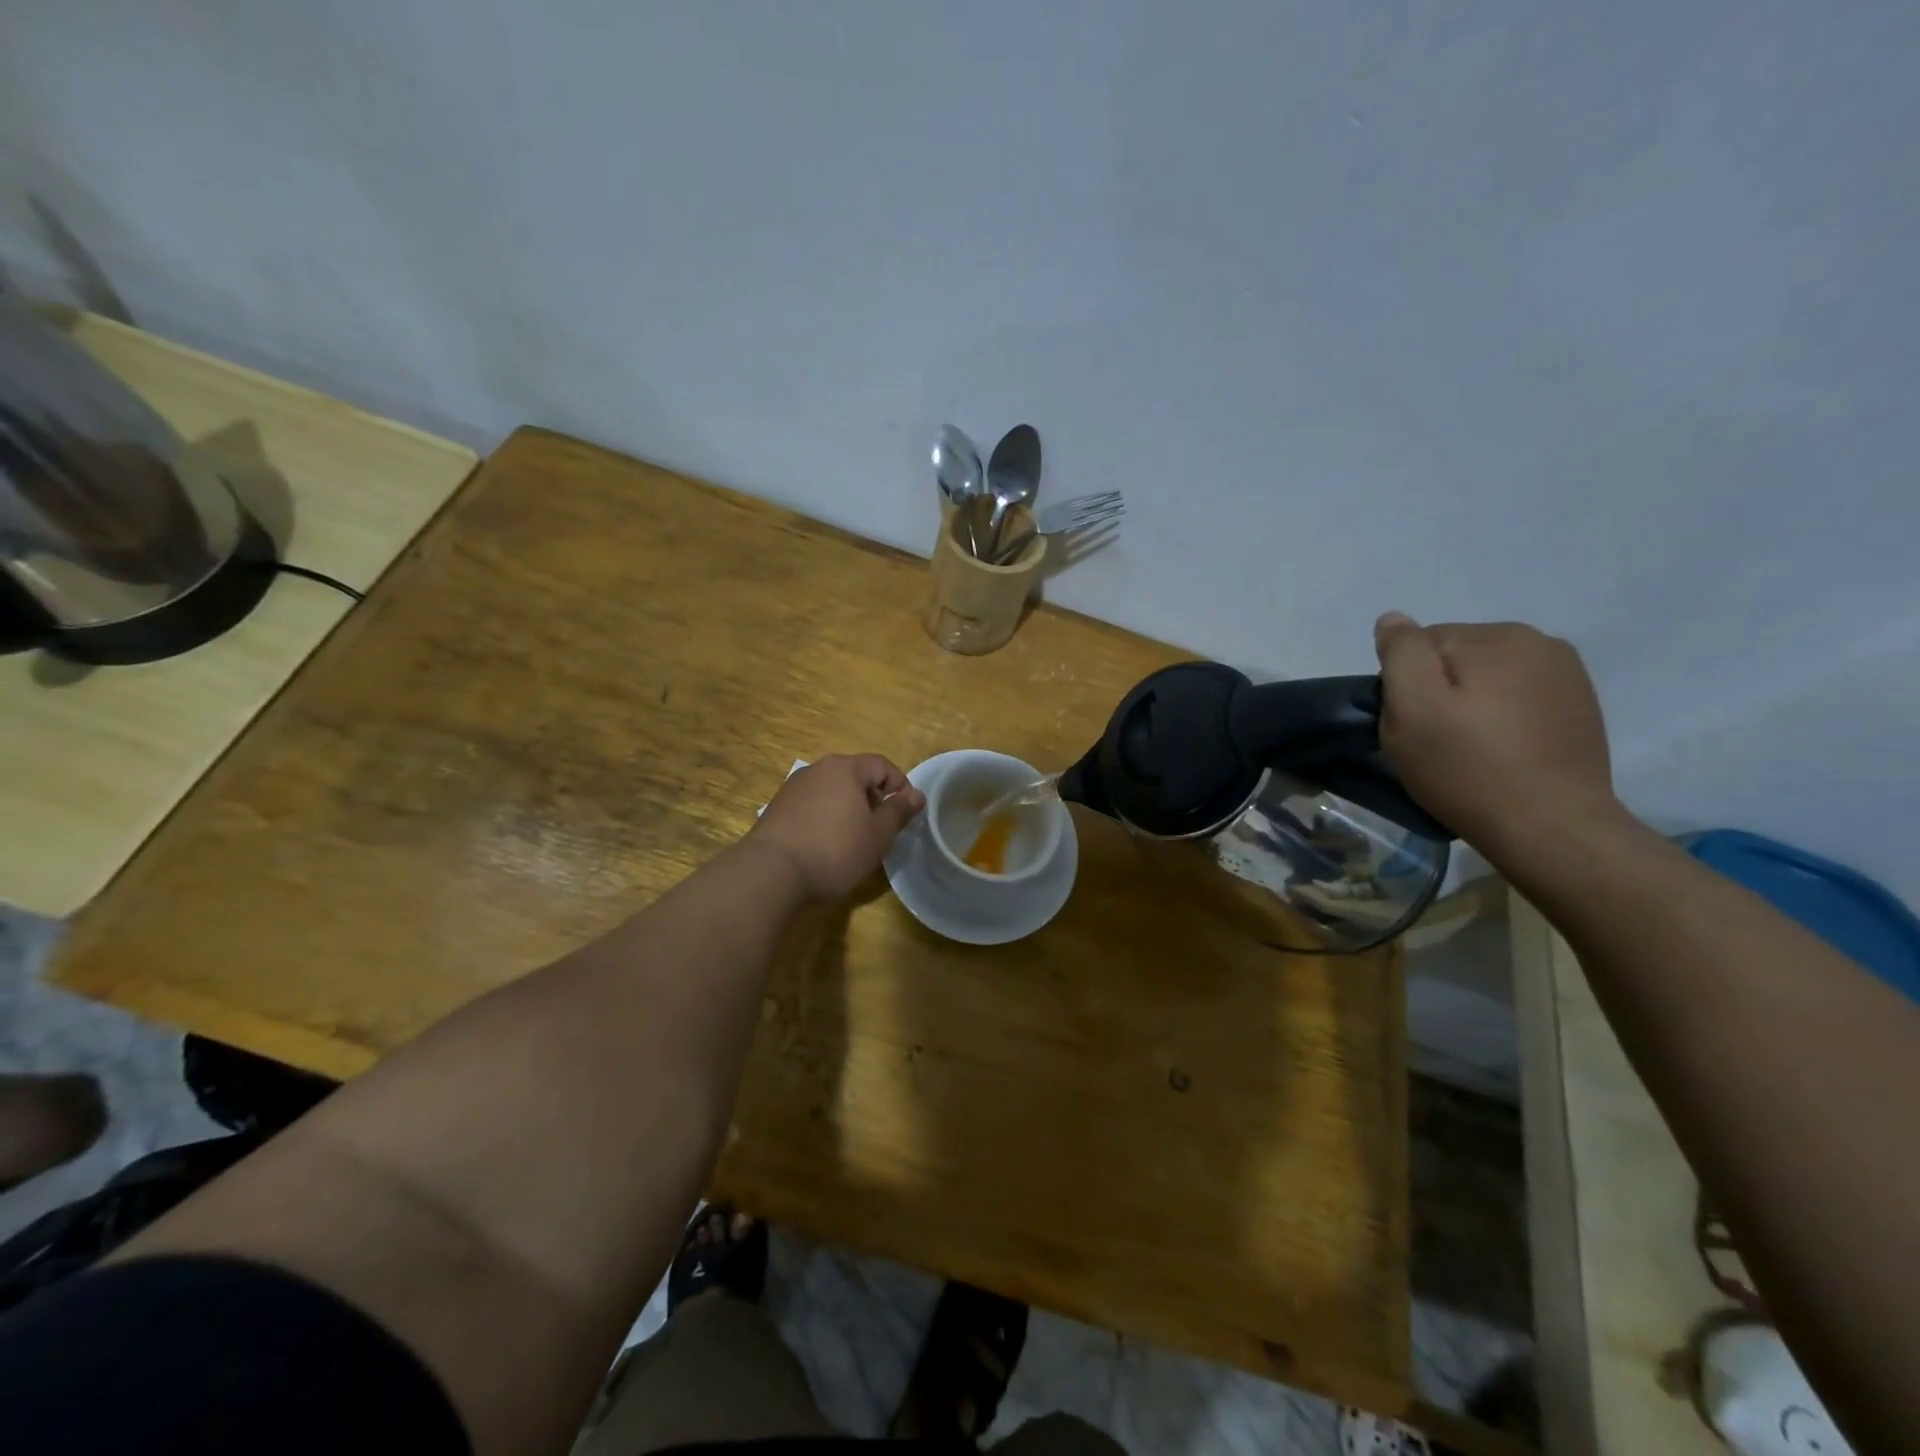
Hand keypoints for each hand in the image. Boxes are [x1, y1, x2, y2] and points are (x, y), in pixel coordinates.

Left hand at [749, 754, 925, 902]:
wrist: (771, 873)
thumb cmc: (835, 850)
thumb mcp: (878, 835)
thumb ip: (899, 811)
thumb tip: (916, 795)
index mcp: (845, 768)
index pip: (882, 765)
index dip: (900, 786)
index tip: (906, 814)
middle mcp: (817, 769)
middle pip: (855, 776)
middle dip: (873, 799)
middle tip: (881, 829)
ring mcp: (793, 788)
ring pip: (832, 791)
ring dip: (848, 809)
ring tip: (854, 840)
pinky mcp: (776, 809)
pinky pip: (812, 806)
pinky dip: (825, 819)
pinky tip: (825, 846)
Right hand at [1373, 613, 1626, 858]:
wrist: (1551, 827)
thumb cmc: (1467, 767)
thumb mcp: (1412, 709)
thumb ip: (1400, 654)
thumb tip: (1393, 620)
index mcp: (1497, 636)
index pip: (1422, 644)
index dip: (1405, 685)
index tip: (1412, 724)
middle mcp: (1539, 641)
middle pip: (1457, 657)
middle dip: (1439, 690)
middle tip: (1436, 741)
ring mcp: (1567, 674)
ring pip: (1488, 677)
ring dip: (1471, 703)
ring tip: (1470, 749)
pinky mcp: (1580, 706)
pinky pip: (1518, 697)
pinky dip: (1502, 716)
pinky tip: (1502, 751)